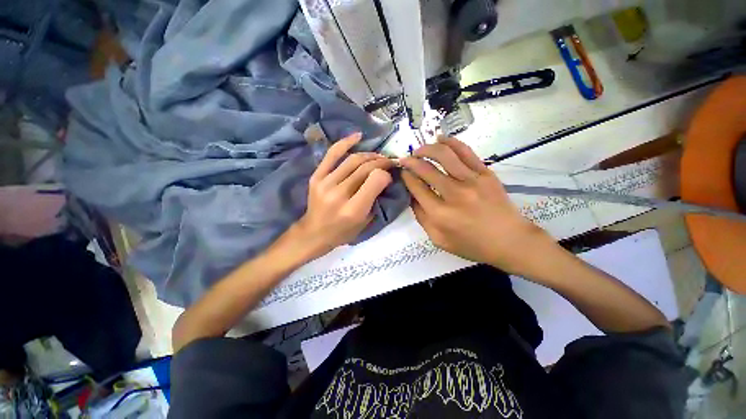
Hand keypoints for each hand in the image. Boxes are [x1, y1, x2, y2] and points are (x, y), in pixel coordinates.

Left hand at [287, 132, 393, 260]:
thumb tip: (385, 177)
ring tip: (378, 156)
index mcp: (354, 209)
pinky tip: (358, 136)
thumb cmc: (343, 232)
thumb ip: (376, 199)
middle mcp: (339, 194)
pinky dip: (346, 142)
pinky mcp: (316, 176)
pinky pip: (332, 154)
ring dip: (369, 155)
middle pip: (365, 167)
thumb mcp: (366, 222)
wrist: (314, 233)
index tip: (389, 176)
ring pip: (353, 160)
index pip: (376, 179)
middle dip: (381, 161)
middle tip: (389, 161)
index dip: (386, 174)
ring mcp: (325, 183)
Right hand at [400, 138, 555, 274]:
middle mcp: (454, 194)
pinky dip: (450, 142)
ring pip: (444, 155)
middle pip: (426, 169)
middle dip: (411, 161)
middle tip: (405, 159)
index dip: (406, 176)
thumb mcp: (438, 239)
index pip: (416, 187)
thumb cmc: (472, 245)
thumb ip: (421, 217)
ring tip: (420, 150)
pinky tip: (440, 139)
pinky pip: (465, 151)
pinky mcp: (486, 173)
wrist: (510, 241)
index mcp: (440, 214)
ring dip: (427, 148)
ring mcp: (472, 181)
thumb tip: (411, 195)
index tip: (402, 172)